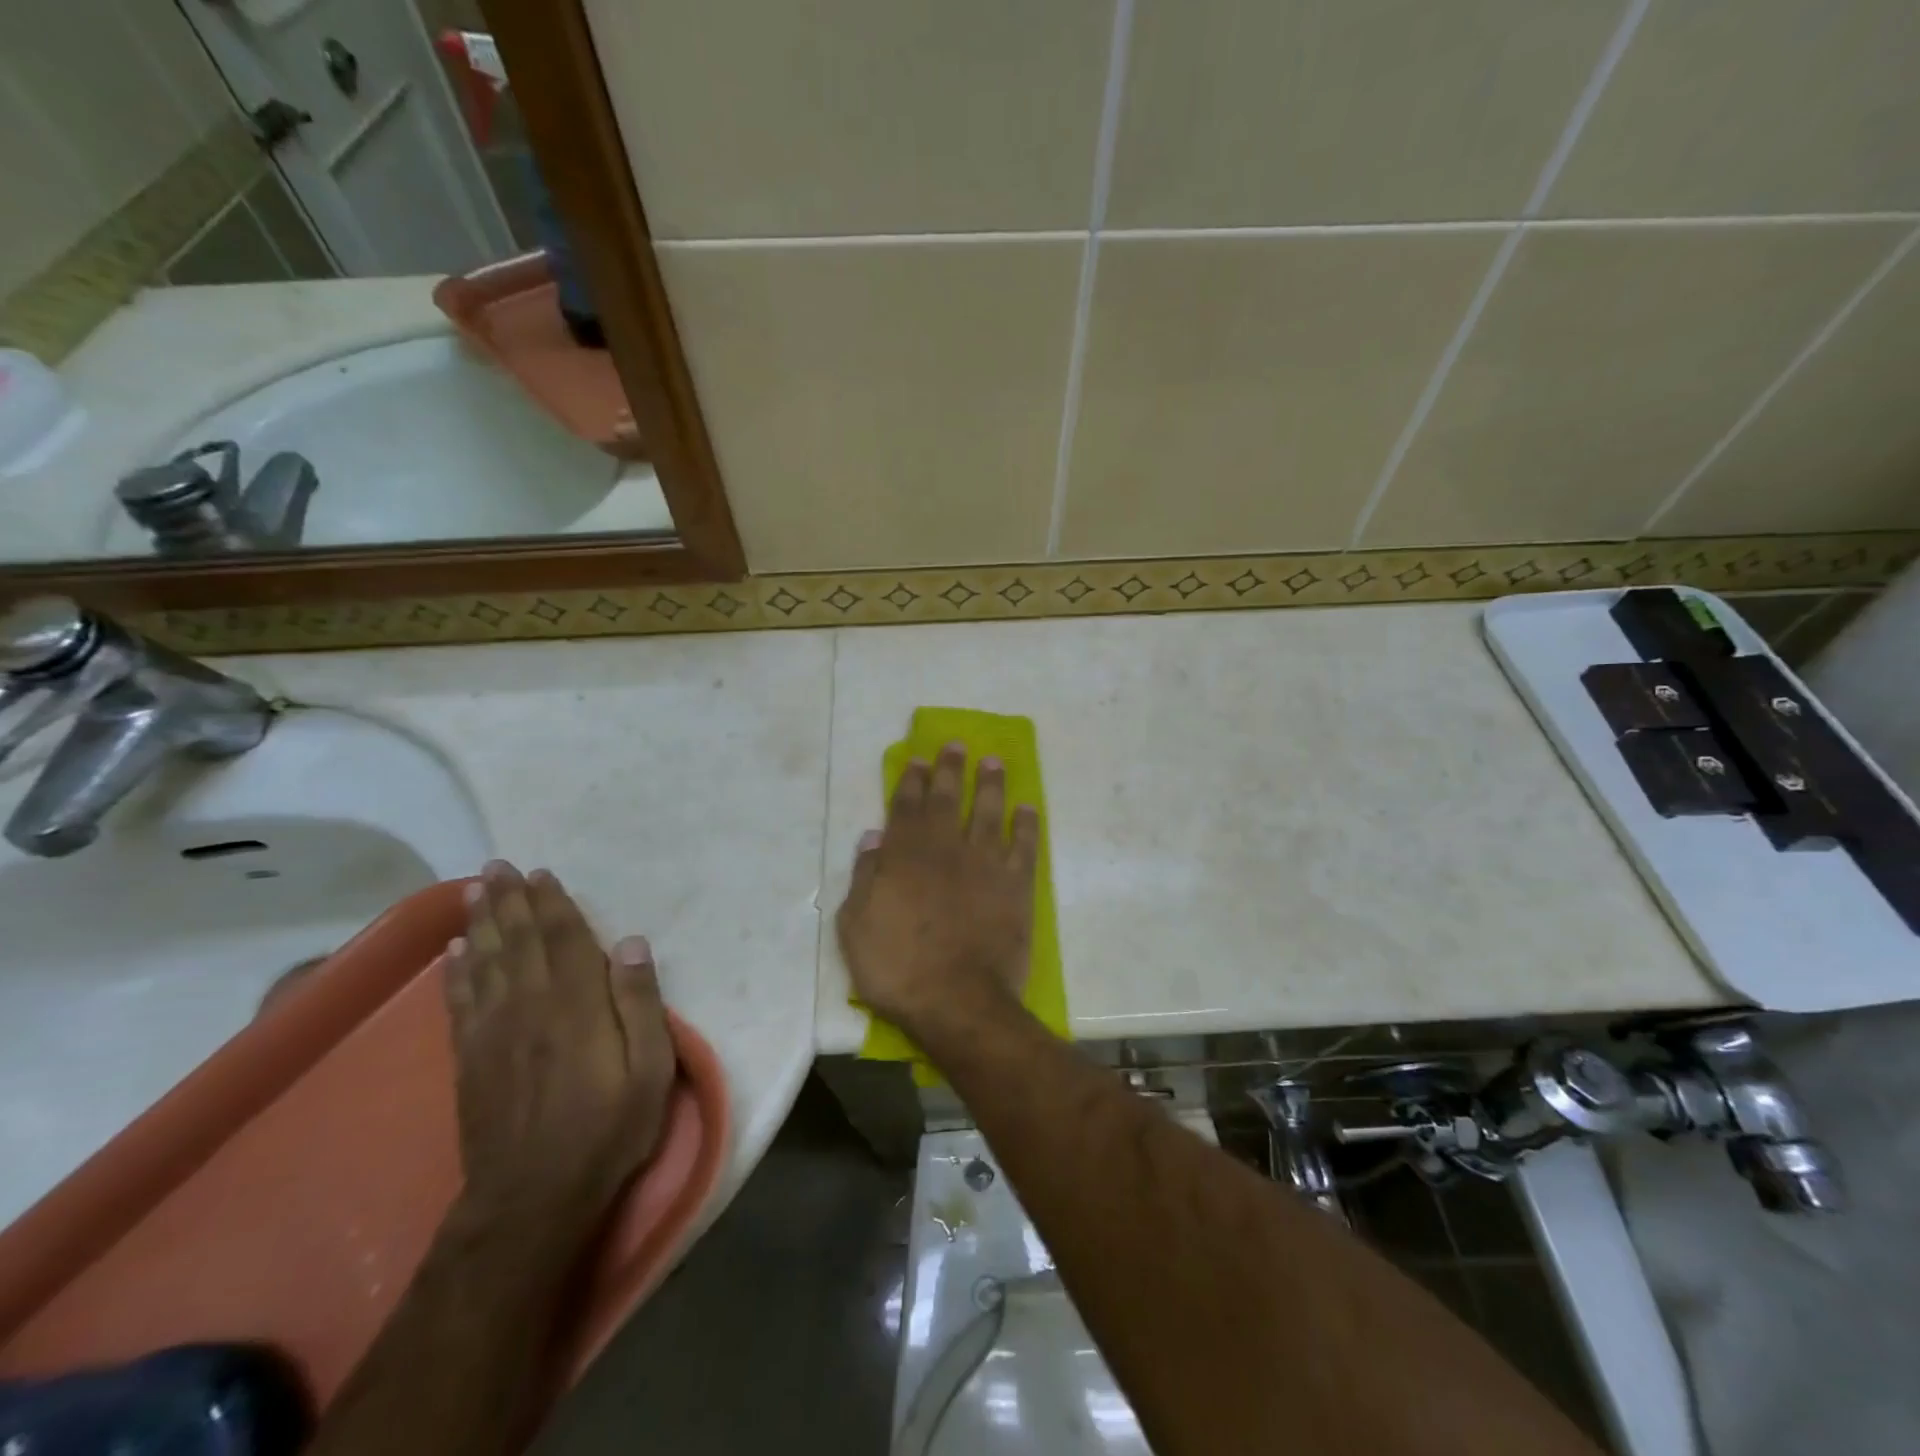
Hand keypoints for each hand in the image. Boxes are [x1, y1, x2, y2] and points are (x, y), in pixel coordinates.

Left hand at [444, 860, 676, 1239]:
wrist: (533, 1198)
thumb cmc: (608, 1129)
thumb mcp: (650, 1069)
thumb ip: (640, 1003)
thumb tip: (631, 944)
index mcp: (577, 1005)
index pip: (564, 939)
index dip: (553, 904)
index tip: (542, 874)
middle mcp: (530, 1006)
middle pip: (519, 941)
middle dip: (509, 901)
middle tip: (497, 866)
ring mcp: (494, 1032)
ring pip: (486, 963)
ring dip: (481, 924)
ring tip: (474, 892)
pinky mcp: (470, 1059)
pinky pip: (460, 1002)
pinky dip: (457, 972)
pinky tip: (454, 952)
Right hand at [836, 744, 1040, 1041]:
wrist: (957, 1000)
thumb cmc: (897, 968)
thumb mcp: (855, 926)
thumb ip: (865, 876)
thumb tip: (875, 836)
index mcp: (905, 855)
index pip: (906, 806)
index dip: (912, 780)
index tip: (918, 759)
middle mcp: (946, 848)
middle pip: (947, 799)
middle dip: (950, 769)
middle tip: (957, 745)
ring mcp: (985, 864)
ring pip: (988, 812)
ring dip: (991, 785)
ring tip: (994, 762)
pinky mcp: (1016, 885)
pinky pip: (1024, 846)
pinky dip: (1026, 825)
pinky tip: (1027, 809)